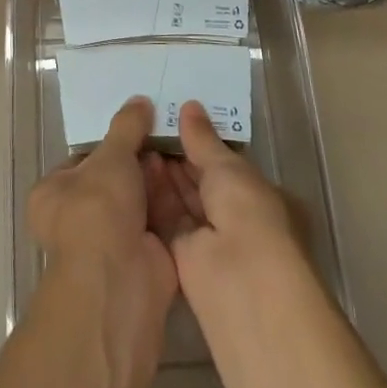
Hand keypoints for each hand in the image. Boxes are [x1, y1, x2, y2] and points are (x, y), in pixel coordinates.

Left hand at [26, 97, 178, 387]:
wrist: (120, 281)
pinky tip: (192, 174)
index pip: (83, 159)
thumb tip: (140, 100)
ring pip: (139, 200)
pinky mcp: (142, 258)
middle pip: (115, 179)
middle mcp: (77, 218)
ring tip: (182, 145)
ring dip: (158, 178)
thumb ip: (126, 127)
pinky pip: (159, 221)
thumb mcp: (111, 157)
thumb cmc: (98, 211)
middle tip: (166, 131)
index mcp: (54, 194)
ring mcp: (111, 241)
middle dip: (140, 160)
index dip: (111, 142)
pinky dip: (172, 202)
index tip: (139, 124)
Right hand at [145, 101, 304, 297]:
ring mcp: (208, 238)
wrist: (241, 281)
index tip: (172, 119)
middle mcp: (233, 216)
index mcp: (254, 194)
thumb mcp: (227, 167)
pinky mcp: (182, 256)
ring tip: (136, 141)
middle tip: (147, 126)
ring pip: (180, 199)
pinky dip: (151, 197)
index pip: (223, 163)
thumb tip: (189, 106)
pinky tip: (132, 170)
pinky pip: (165, 219)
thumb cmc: (248, 213)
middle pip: (200, 181)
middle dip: (177, 157)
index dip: (199, 142)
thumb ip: (203, 139)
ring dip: (161, 174)